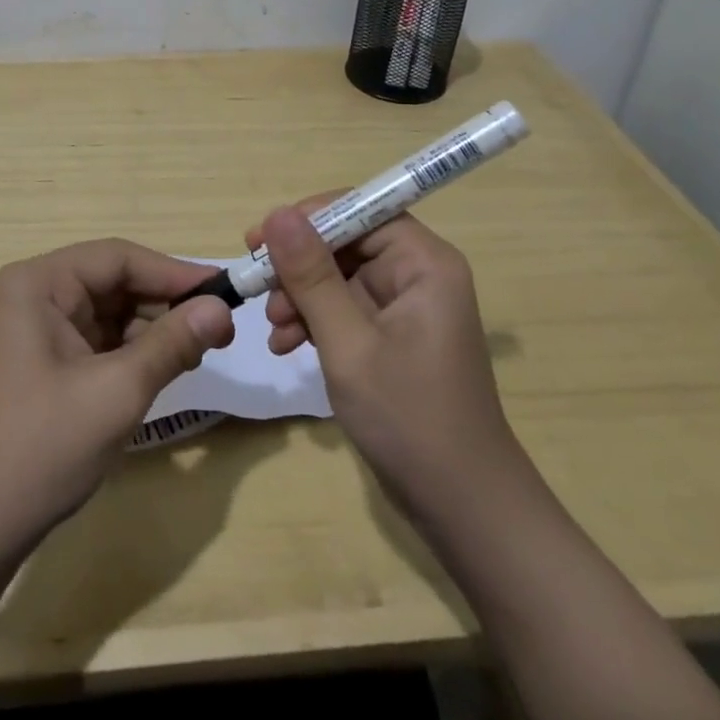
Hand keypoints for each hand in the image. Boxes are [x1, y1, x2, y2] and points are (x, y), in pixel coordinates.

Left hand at [0, 239, 234, 551]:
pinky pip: (94, 341)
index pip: (116, 258)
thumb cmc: (41, 448)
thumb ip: (172, 343)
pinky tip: (161, 370)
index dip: (172, 273)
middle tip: (218, 330)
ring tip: (197, 353)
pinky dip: (129, 353)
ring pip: (107, 313)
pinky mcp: (38, 364)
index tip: (223, 292)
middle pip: (111, 283)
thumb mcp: (117, 392)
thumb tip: (222, 308)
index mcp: (36, 284)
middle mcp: (31, 296)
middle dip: (163, 306)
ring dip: (151, 331)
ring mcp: (32, 331)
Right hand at [256, 201, 514, 523]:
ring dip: (301, 296)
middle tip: (256, 285)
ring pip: (339, 277)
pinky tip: (286, 346)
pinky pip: (345, 309)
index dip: (307, 219)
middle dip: (299, 266)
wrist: (463, 509)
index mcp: (423, 263)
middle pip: (346, 243)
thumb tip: (278, 213)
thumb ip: (312, 276)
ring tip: (274, 328)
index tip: (259, 240)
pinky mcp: (393, 337)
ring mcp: (405, 307)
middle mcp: (418, 274)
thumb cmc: (409, 418)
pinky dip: (314, 321)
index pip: (360, 210)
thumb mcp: (349, 343)